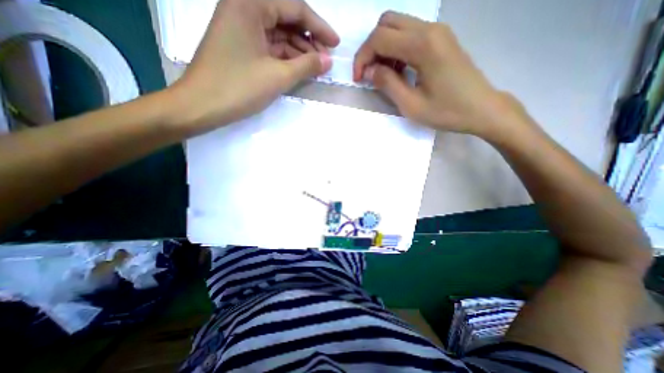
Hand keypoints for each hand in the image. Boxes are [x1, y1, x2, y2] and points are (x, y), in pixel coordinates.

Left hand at [169, 0, 338, 134]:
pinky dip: (285, 58)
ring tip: (315, 69)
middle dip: (309, 41)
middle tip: (325, 61)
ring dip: (299, 51)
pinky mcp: (241, 46)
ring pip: (279, 35)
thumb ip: (306, 65)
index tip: (336, 44)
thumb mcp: (278, 76)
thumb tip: (328, 61)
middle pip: (286, 19)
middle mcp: (244, 8)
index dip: (319, 27)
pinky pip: (269, 47)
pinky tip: (298, 69)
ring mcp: (241, 28)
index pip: (295, 8)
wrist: (201, 106)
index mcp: (250, 4)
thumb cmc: (239, 87)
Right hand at [353, 12, 529, 139]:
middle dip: (371, 49)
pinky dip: (396, 48)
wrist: (481, 108)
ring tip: (384, 75)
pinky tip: (398, 70)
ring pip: (397, 25)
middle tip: (370, 74)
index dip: (362, 58)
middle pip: (386, 23)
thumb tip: (369, 71)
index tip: (359, 79)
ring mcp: (437, 31)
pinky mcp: (441, 38)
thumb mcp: (411, 105)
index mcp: (423, 46)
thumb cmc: (447, 112)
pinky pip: (410, 33)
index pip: (379, 38)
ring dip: (383, 48)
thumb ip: (387, 84)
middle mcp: (430, 29)